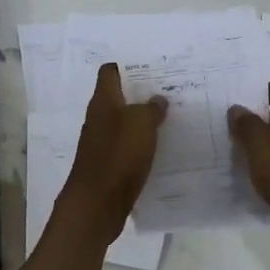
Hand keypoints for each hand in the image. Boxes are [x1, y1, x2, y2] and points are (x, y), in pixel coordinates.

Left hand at [58, 62, 168, 238]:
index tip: (152, 65)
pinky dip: (143, 143)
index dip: (127, 65)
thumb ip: (151, 108)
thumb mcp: (141, 124)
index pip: (110, 72)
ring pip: (125, 122)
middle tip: (170, 89)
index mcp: (103, 101)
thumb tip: (157, 99)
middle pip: (119, 97)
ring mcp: (102, 142)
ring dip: (144, 118)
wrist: (97, 204)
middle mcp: (99, 118)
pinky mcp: (109, 164)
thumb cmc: (118, 155)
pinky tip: (163, 145)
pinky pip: (128, 145)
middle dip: (142, 92)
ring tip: (172, 115)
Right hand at [228, 83, 269, 257]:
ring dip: (257, 144)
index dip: (257, 90)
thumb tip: (237, 108)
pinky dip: (264, 166)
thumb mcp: (261, 144)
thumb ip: (246, 123)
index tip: (234, 96)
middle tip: (224, 122)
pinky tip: (246, 175)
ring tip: (229, 147)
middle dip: (252, 118)